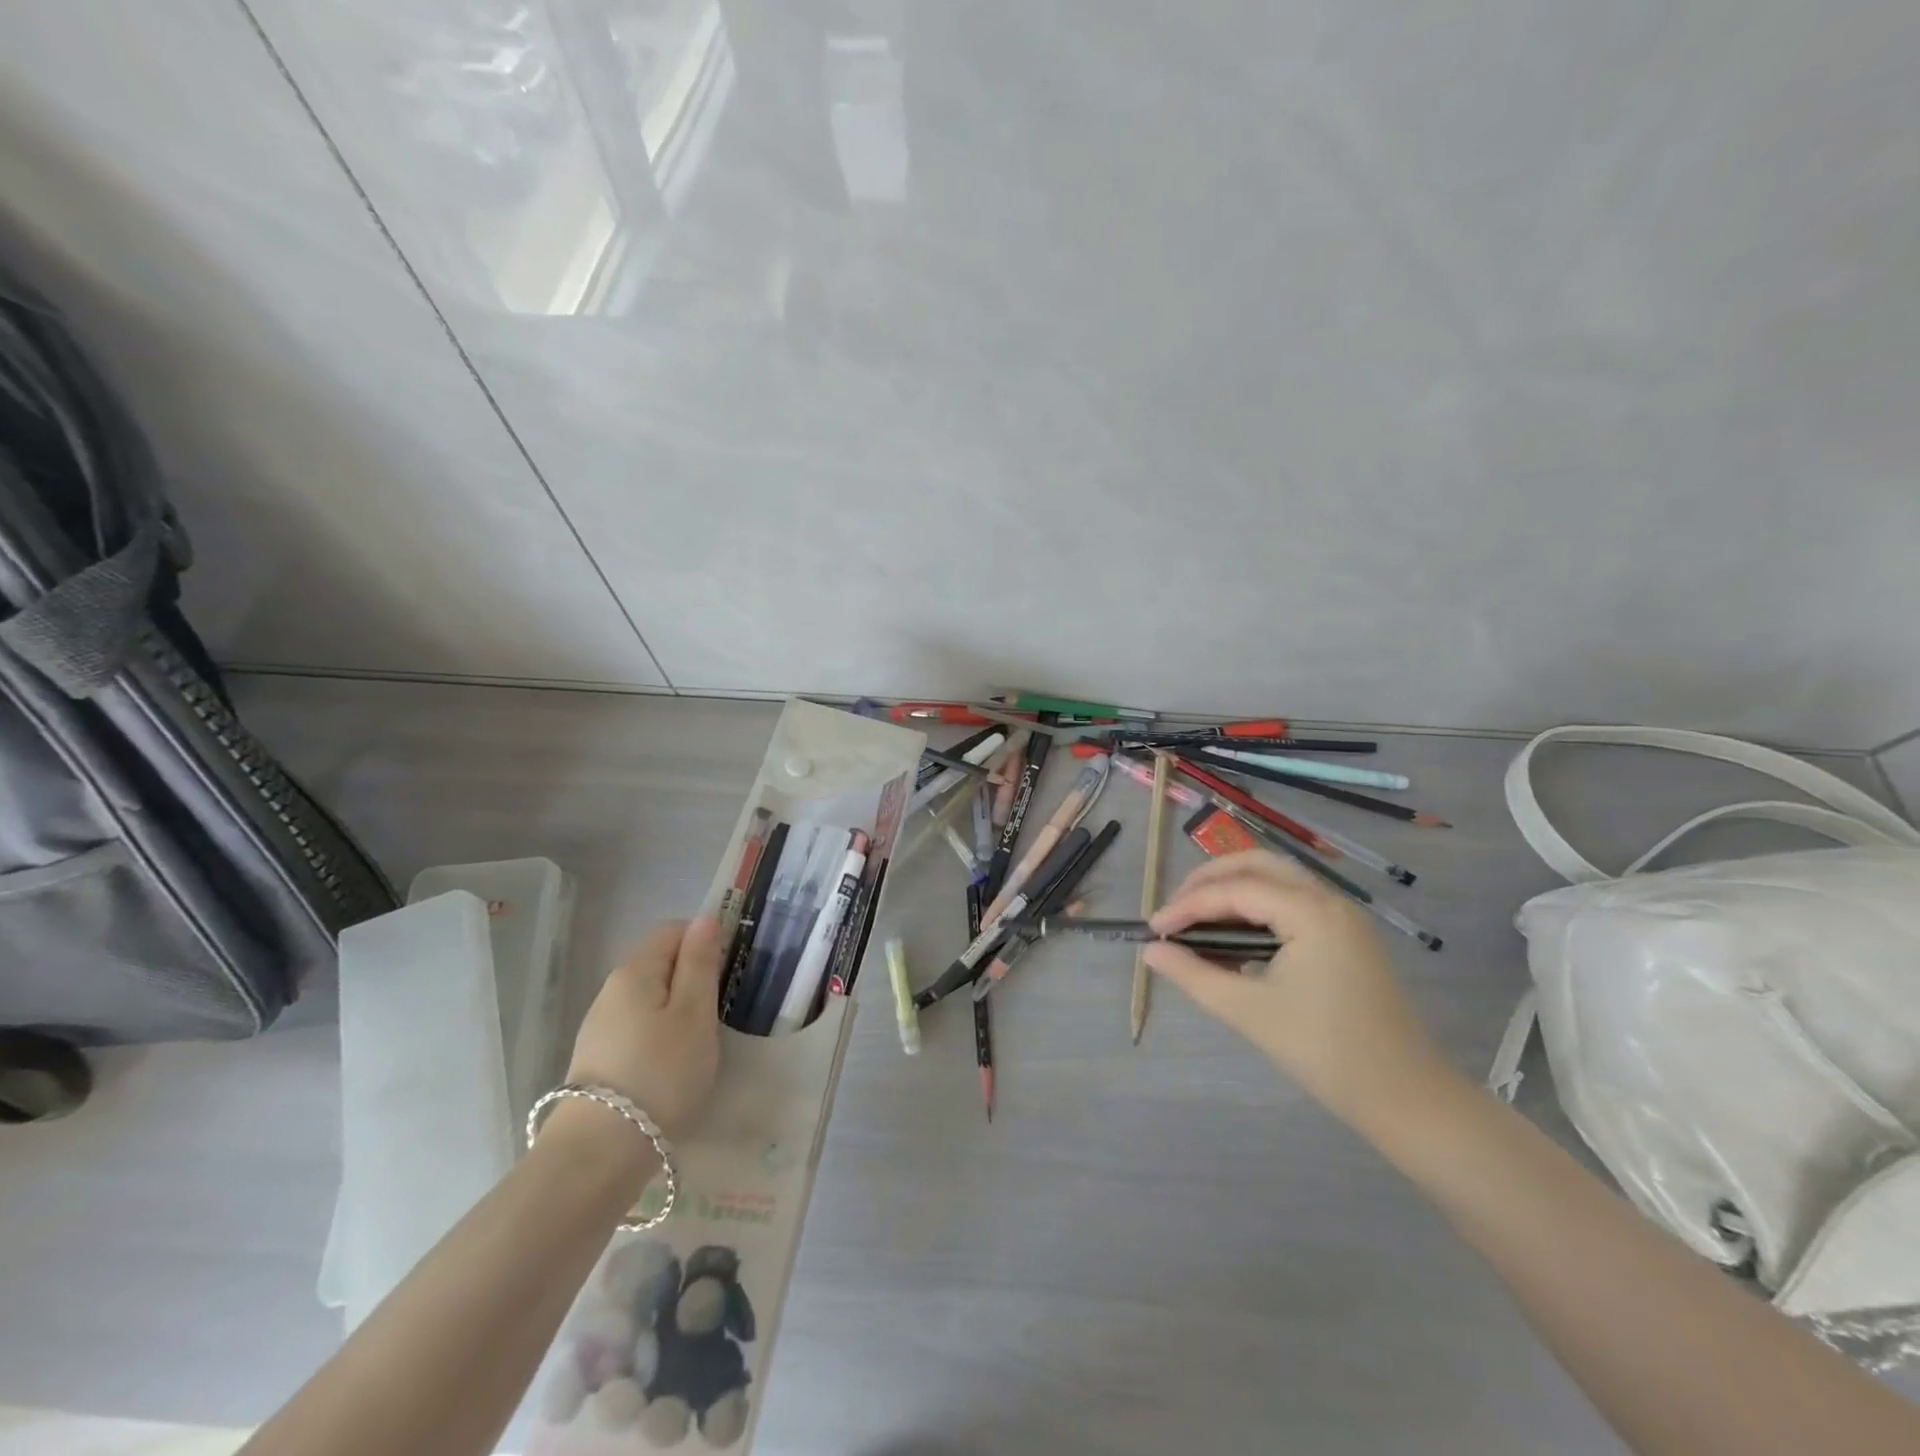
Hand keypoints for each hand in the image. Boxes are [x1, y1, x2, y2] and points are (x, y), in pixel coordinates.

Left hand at [565, 918, 722, 1139]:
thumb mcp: (695, 1014)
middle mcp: (611, 991)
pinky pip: (638, 1030)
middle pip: (660, 964)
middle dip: (693, 979)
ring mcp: (600, 1027)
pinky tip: (672, 1067)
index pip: (673, 930)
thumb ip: (700, 963)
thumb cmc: (661, 1073)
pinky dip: (660, 1037)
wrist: (599, 1155)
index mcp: (635, 970)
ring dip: (678, 1011)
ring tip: (700, 1043)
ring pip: (650, 1000)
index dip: (705, 941)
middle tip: (720, 1012)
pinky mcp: (597, 1061)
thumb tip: (706, 919)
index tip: (729, 972)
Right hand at [1144, 852, 1460, 1129]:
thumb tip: (1151, 952)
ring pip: (1276, 880)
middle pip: (1257, 865)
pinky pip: (1293, 902)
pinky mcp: (1347, 936)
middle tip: (1174, 912)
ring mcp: (1343, 917)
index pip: (1234, 890)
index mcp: (1310, 912)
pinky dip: (1257, 907)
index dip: (1187, 905)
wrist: (1407, 1099)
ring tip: (1196, 919)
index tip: (1153, 929)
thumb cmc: (1325, 1053)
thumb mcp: (1249, 1011)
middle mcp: (1329, 901)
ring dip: (1233, 890)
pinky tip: (1234, 935)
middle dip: (1209, 881)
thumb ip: (1194, 975)